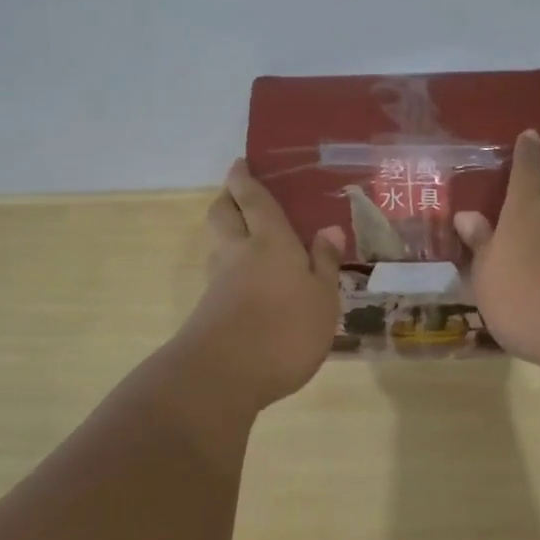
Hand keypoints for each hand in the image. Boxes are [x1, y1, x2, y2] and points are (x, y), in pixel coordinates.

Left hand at [169, 160, 345, 409]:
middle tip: (239, 193)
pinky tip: (250, 282)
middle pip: (222, 213)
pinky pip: (221, 274)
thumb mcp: (322, 298)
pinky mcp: (209, 310)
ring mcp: (219, 282)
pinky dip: (232, 267)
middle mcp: (238, 253)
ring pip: (218, 244)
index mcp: (269, 241)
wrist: (223, 376)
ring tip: (249, 237)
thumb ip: (324, 263)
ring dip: (228, 232)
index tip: (239, 164)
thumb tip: (329, 229)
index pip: (253, 199)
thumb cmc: (284, 329)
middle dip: (228, 198)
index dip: (244, 179)